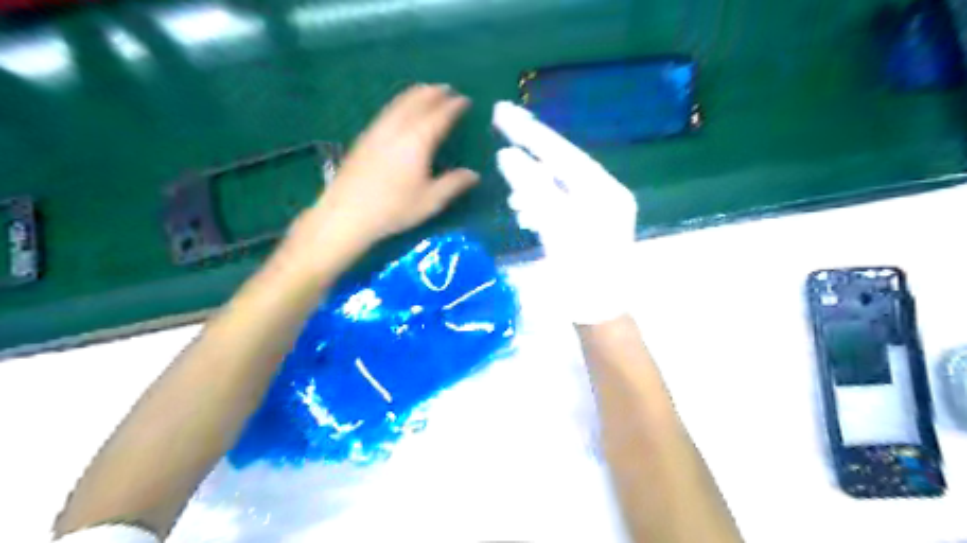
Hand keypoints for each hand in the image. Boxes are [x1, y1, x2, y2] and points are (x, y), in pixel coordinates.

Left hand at [310, 84, 478, 248]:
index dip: (453, 107)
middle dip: (434, 93)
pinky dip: (399, 103)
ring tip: (426, 91)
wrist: (347, 212)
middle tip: (447, 89)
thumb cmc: (394, 208)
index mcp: (417, 141)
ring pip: (399, 103)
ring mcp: (377, 131)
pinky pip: (387, 111)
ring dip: (415, 94)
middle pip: (417, 102)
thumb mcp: (430, 201)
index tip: (464, 100)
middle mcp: (397, 129)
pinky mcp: (364, 138)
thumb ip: (453, 184)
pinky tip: (399, 110)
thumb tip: (473, 175)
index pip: (439, 116)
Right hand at [495, 100, 639, 323]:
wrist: (600, 315)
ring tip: (508, 173)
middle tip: (502, 118)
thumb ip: (534, 191)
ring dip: (532, 178)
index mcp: (606, 192)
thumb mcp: (557, 231)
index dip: (532, 132)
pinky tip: (522, 208)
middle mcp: (605, 194)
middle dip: (531, 145)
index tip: (504, 112)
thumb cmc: (582, 278)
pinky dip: (538, 200)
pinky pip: (558, 201)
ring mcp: (596, 210)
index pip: (564, 153)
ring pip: (558, 182)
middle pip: (563, 162)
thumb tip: (508, 156)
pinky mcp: (584, 225)